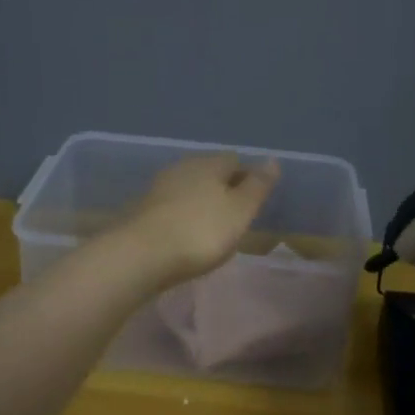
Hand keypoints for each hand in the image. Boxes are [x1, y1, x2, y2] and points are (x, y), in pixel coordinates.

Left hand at [117, 154, 280, 289]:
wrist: (141, 254)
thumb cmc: (201, 231)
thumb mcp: (240, 210)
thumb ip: (257, 186)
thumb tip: (272, 159)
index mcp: (209, 163)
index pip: (234, 160)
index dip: (247, 177)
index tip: (254, 201)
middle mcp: (183, 167)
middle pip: (209, 172)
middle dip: (222, 188)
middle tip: (234, 216)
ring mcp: (159, 187)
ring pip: (188, 188)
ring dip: (200, 202)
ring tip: (212, 228)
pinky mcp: (143, 210)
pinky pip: (171, 207)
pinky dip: (182, 216)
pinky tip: (185, 235)